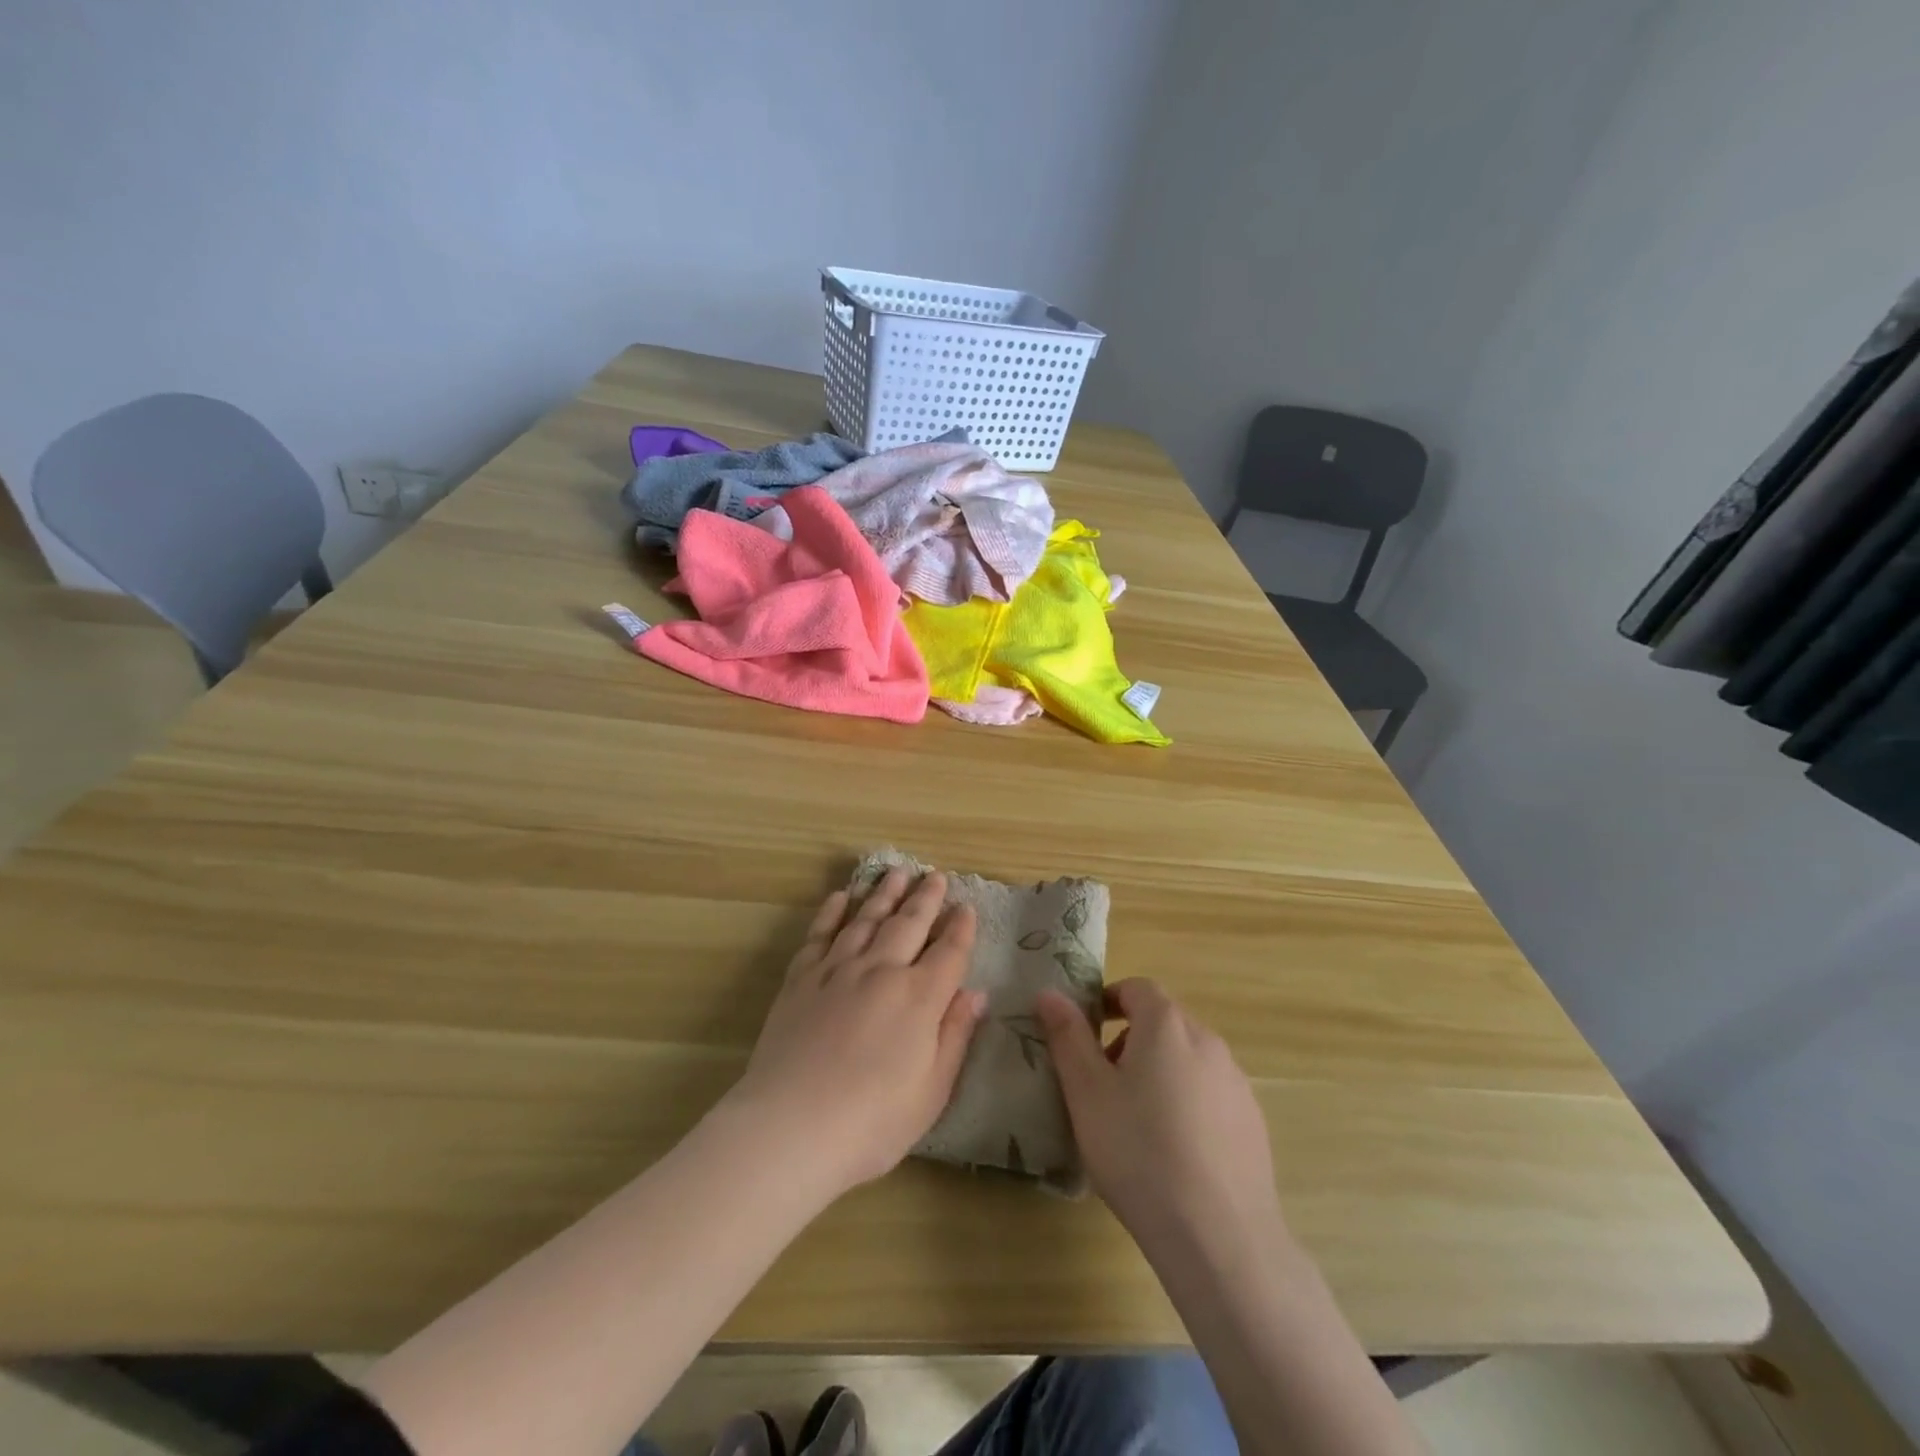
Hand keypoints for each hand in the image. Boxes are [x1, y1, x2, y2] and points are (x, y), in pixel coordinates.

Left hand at [721, 869, 984, 1195]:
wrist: (791, 1127)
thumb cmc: (873, 1121)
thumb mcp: (932, 1091)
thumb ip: (955, 1036)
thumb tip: (975, 993)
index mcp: (919, 998)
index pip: (949, 952)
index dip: (961, 928)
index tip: (967, 907)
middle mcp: (881, 971)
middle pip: (909, 924)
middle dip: (926, 898)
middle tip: (936, 875)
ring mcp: (838, 970)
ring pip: (867, 919)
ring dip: (884, 893)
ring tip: (897, 872)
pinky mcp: (801, 979)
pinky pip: (820, 934)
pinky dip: (831, 912)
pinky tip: (840, 897)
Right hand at [1036, 979, 1283, 1259]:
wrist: (1219, 1237)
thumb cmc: (1139, 1152)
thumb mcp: (1086, 1092)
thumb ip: (1067, 1036)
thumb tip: (1049, 993)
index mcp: (1167, 1025)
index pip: (1137, 988)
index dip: (1108, 1001)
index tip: (1085, 1033)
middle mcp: (1208, 1041)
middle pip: (1163, 1023)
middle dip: (1129, 1042)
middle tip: (1101, 1085)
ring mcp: (1236, 1083)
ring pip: (1188, 1060)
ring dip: (1159, 1074)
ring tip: (1135, 1123)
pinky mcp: (1253, 1123)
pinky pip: (1210, 1095)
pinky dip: (1187, 1105)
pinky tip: (1173, 1153)